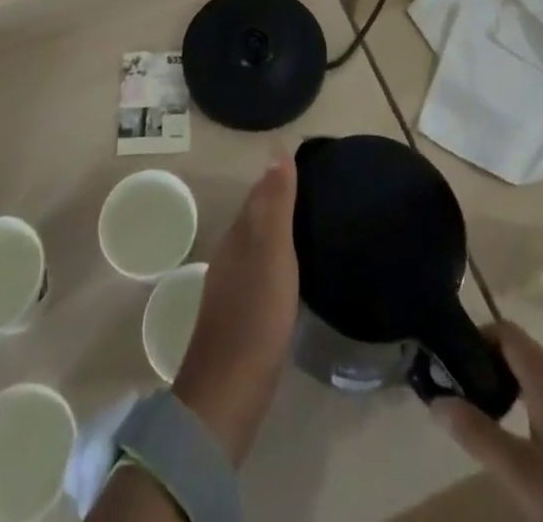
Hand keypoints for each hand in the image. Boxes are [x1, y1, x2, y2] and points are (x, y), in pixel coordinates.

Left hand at [170, 153, 298, 466]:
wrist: (228, 392)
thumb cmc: (255, 315)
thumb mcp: (273, 252)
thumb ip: (275, 203)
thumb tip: (277, 149)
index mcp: (239, 235)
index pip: (259, 193)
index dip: (279, 177)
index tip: (307, 164)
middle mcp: (231, 254)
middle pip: (256, 217)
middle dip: (278, 201)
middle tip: (314, 191)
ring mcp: (231, 287)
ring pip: (256, 245)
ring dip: (276, 232)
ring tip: (307, 226)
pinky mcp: (238, 316)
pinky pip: (258, 272)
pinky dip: (275, 262)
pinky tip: (289, 274)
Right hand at [431, 322, 542, 521]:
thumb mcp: (521, 474)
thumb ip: (478, 434)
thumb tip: (436, 400)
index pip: (506, 331)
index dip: (477, 337)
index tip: (455, 362)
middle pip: (522, 352)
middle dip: (491, 365)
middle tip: (467, 393)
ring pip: (541, 377)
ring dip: (513, 386)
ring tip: (490, 418)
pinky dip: (534, 404)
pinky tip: (527, 441)